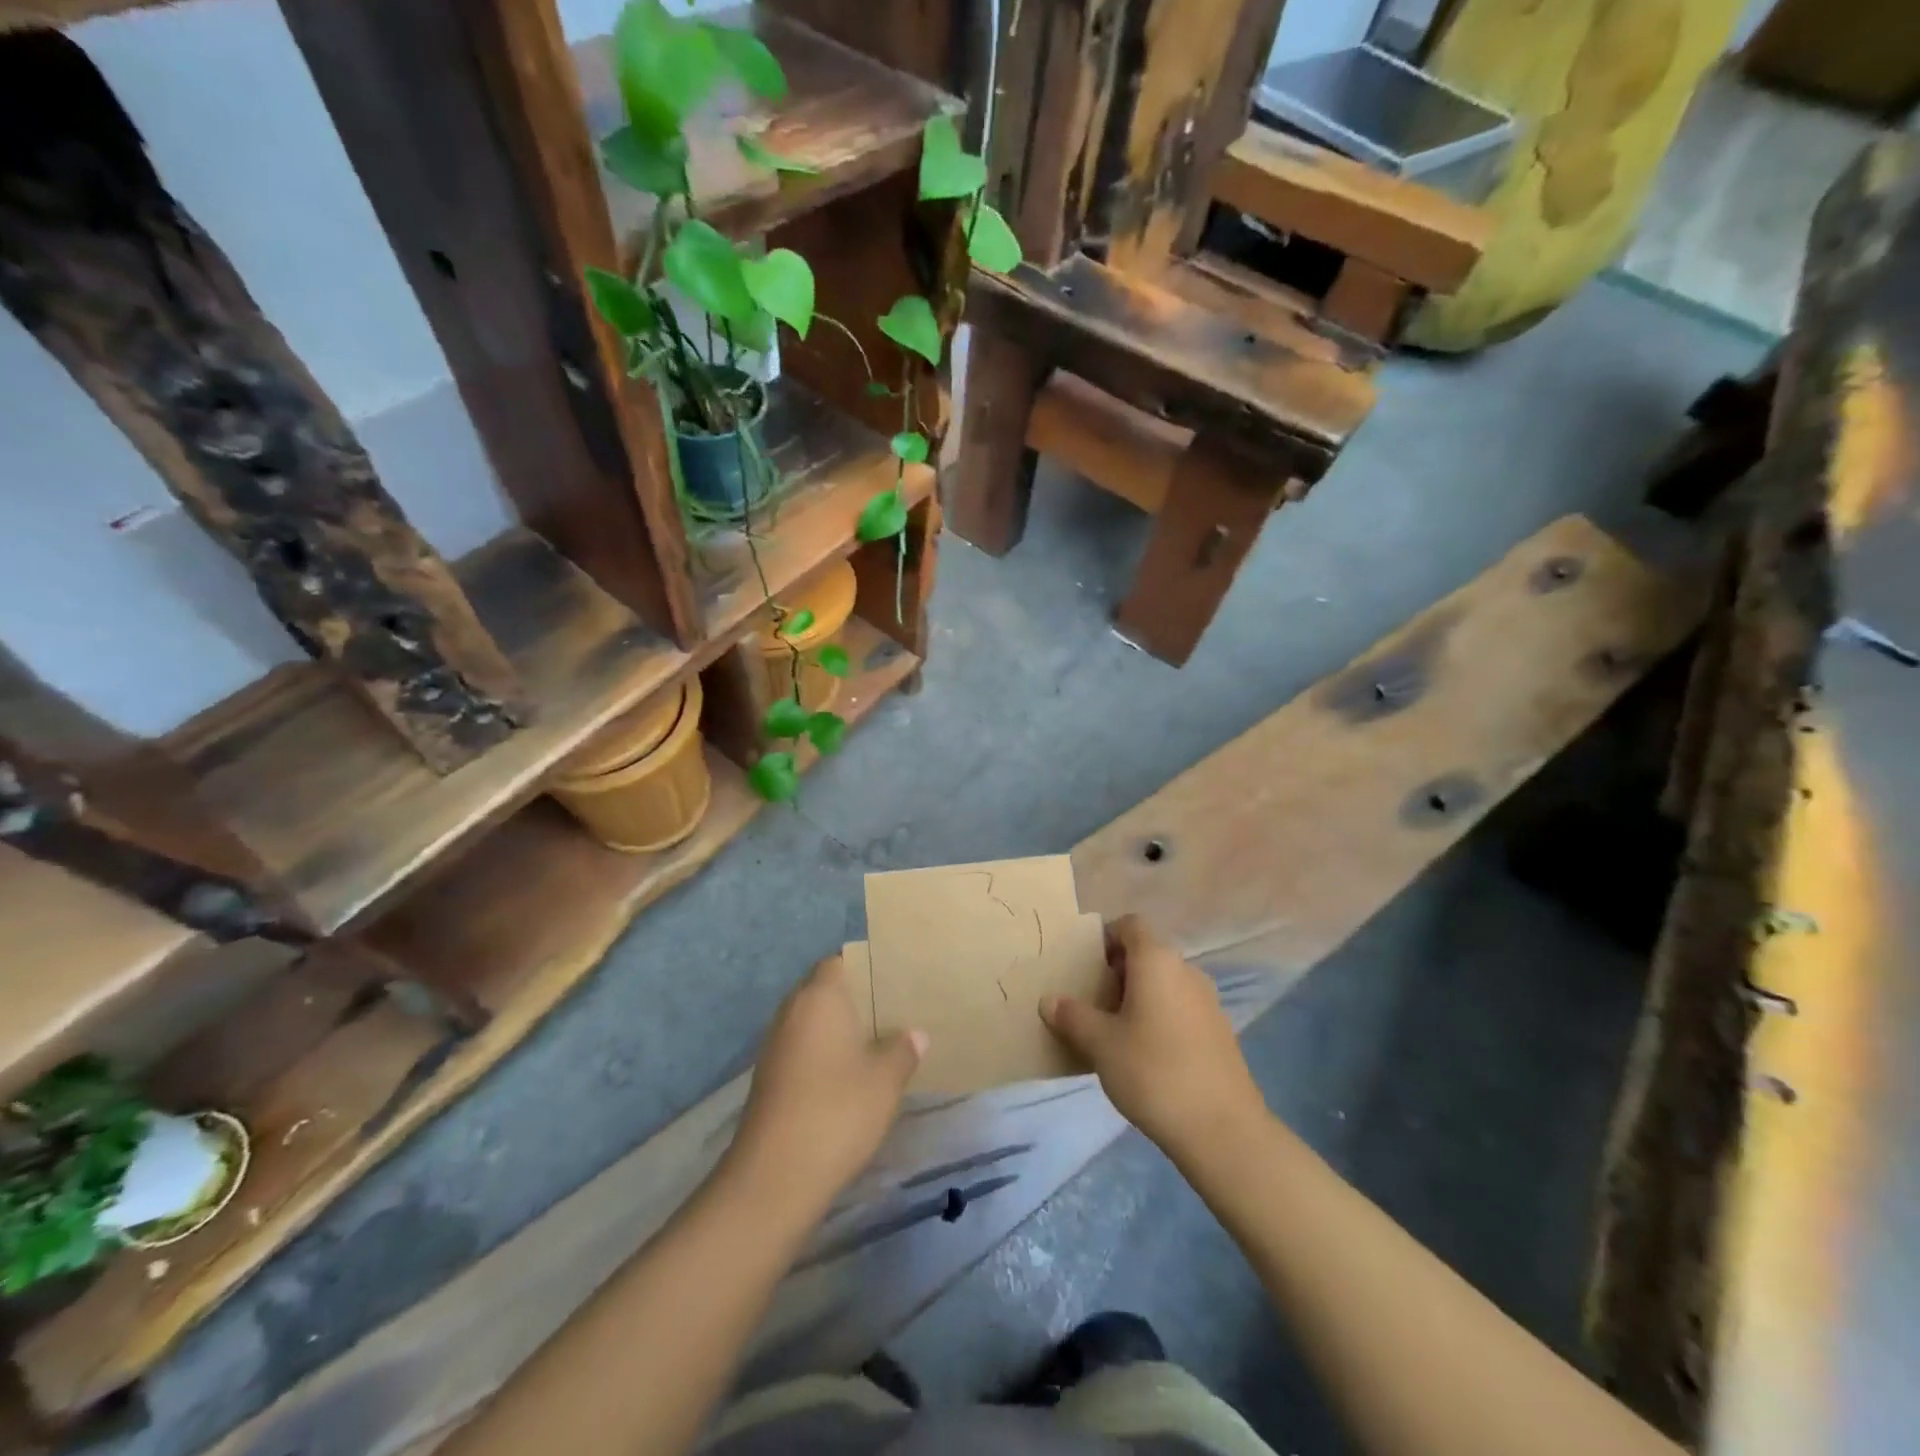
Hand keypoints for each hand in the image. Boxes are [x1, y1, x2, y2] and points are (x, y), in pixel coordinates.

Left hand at [725, 954, 925, 1215]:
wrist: (774, 1177)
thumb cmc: (837, 1111)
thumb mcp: (886, 1079)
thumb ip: (903, 1049)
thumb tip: (914, 1034)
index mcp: (819, 997)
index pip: (840, 961)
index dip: (866, 966)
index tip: (894, 978)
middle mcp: (792, 1011)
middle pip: (825, 990)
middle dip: (856, 999)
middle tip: (895, 1010)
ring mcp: (776, 1045)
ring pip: (814, 1022)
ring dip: (840, 1029)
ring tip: (879, 1042)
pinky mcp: (770, 1077)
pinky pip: (804, 1049)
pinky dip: (825, 1054)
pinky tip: (851, 1076)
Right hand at [1041, 915, 1263, 1153]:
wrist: (1222, 1130)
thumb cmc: (1153, 1072)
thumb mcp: (1100, 1044)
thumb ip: (1072, 1016)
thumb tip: (1049, 999)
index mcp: (1157, 960)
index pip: (1130, 925)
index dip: (1105, 937)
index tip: (1084, 966)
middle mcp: (1186, 970)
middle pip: (1146, 954)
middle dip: (1116, 972)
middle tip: (1090, 1002)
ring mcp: (1208, 1001)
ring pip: (1164, 983)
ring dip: (1138, 997)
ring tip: (1113, 1031)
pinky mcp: (1219, 1031)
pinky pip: (1180, 1008)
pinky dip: (1159, 1017)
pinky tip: (1144, 1055)